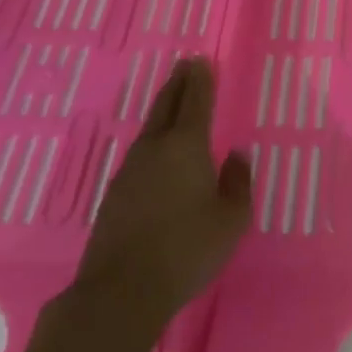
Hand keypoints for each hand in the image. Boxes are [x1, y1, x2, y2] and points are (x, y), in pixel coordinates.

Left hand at [67, 58, 250, 344]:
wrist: (122, 290)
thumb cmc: (188, 249)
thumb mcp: (231, 219)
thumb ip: (237, 182)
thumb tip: (236, 156)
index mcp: (186, 146)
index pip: (195, 101)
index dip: (201, 79)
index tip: (201, 60)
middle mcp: (154, 149)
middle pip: (166, 105)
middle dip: (178, 83)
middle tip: (186, 66)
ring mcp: (129, 170)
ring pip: (150, 129)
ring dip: (163, 110)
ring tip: (174, 102)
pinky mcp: (115, 194)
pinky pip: (140, 154)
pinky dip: (153, 141)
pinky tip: (158, 154)